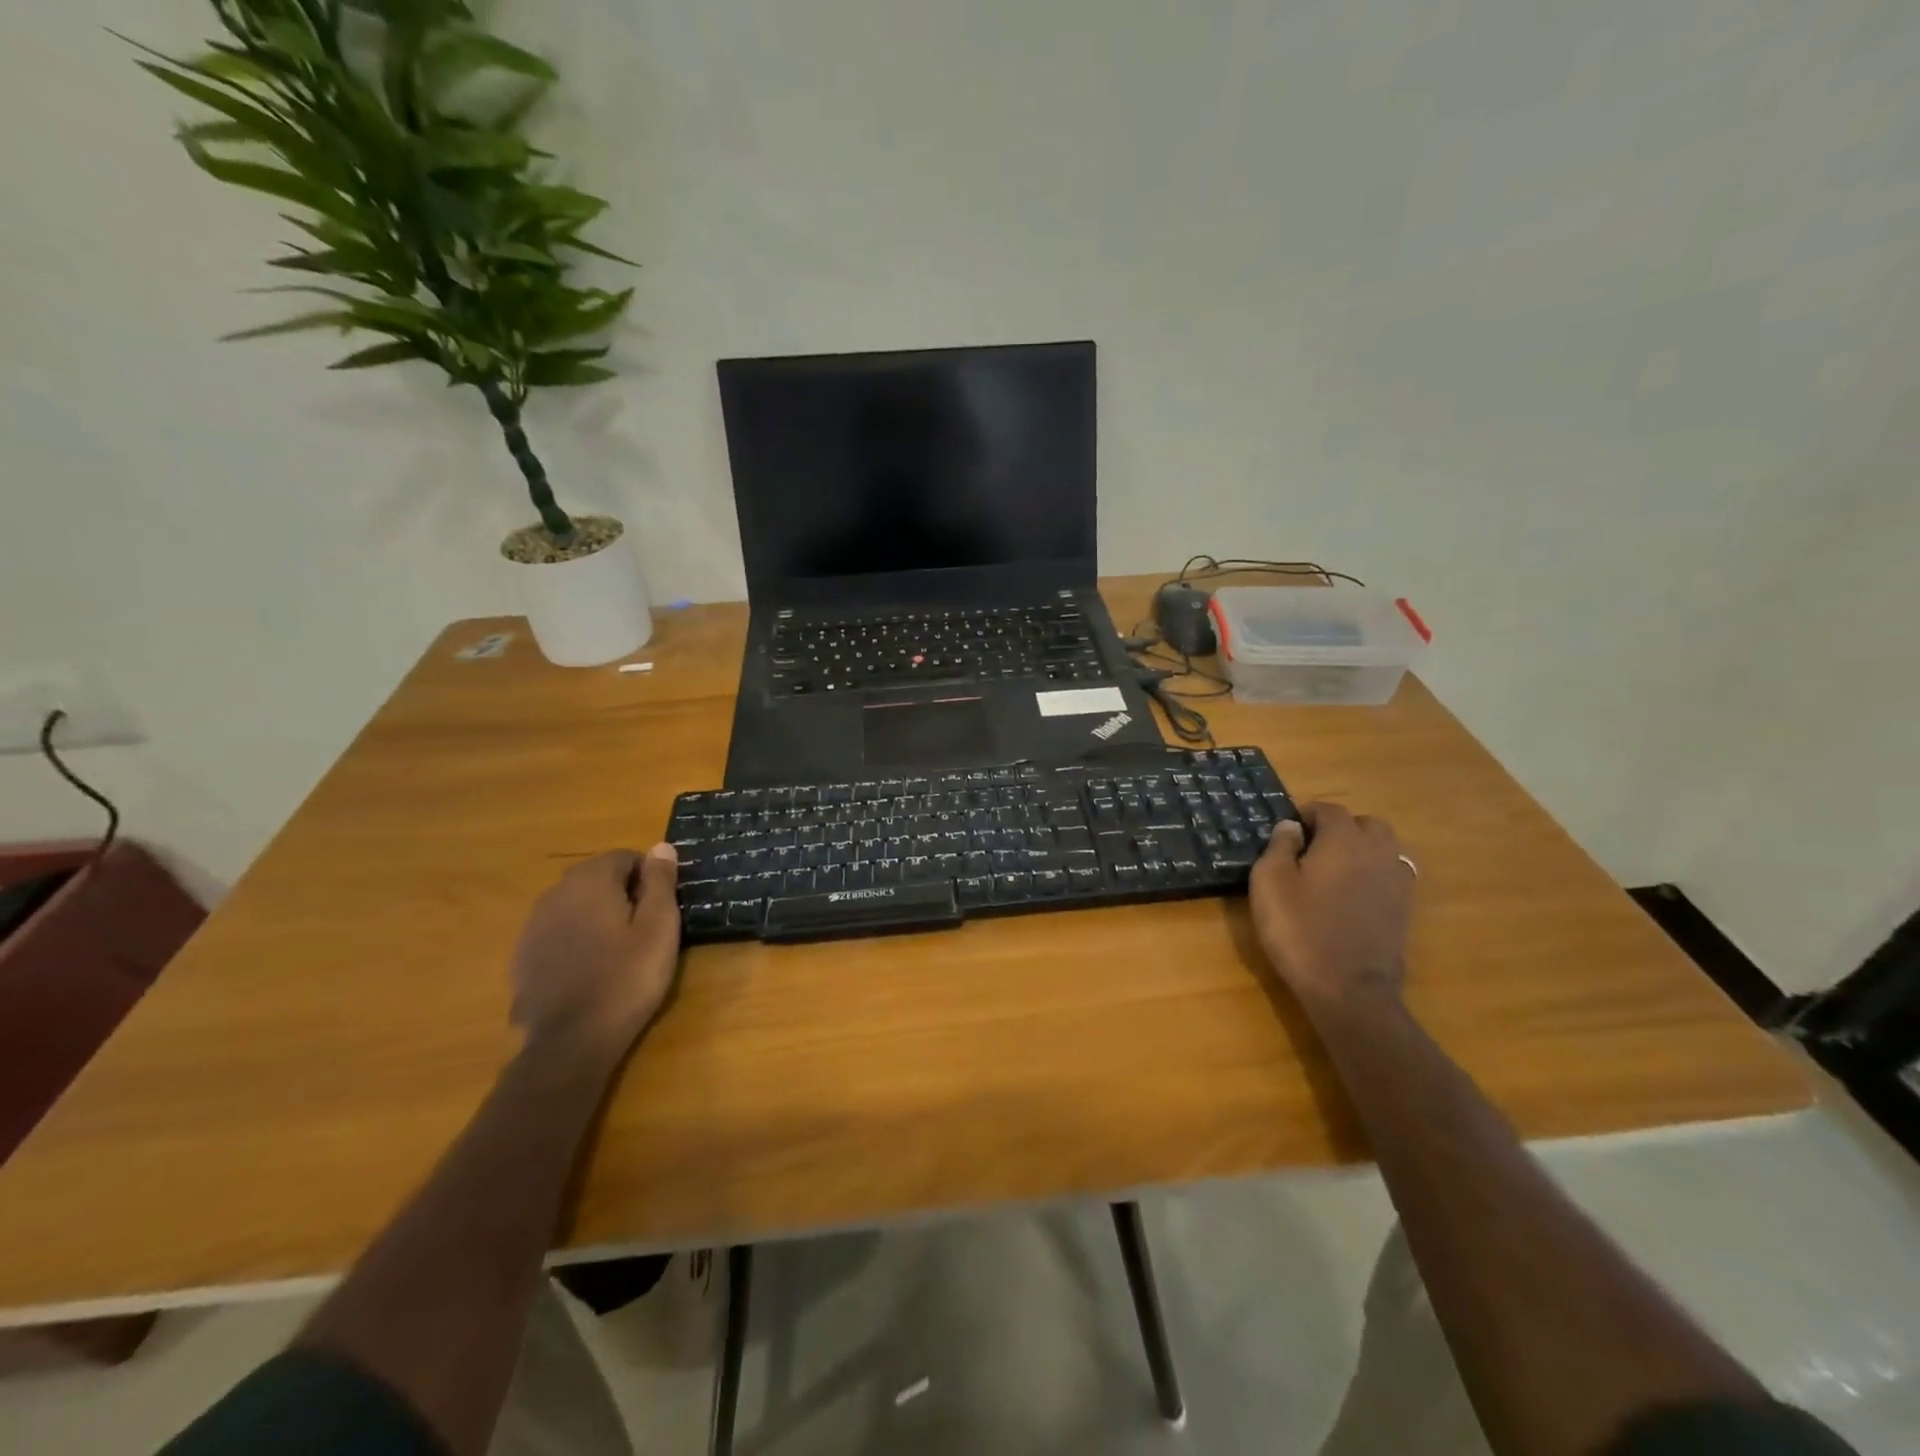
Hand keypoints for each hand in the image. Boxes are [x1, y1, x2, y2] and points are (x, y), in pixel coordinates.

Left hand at [509, 845, 682, 1057]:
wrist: (570, 1042)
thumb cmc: (626, 978)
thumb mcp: (659, 927)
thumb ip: (661, 882)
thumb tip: (661, 847)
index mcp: (590, 880)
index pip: (625, 857)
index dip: (649, 876)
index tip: (662, 907)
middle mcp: (556, 893)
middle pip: (597, 878)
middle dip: (623, 894)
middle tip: (646, 930)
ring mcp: (534, 925)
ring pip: (576, 905)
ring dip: (598, 916)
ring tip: (619, 951)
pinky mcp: (523, 956)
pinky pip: (558, 933)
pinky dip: (576, 940)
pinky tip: (591, 969)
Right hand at [1247, 803, 1414, 1010]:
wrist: (1349, 988)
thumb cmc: (1300, 929)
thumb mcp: (1270, 883)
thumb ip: (1279, 846)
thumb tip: (1291, 826)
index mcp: (1343, 839)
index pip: (1329, 809)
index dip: (1307, 813)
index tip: (1288, 830)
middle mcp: (1377, 851)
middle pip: (1365, 824)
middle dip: (1341, 827)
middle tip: (1312, 847)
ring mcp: (1397, 880)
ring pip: (1385, 847)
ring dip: (1362, 849)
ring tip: (1335, 869)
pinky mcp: (1405, 908)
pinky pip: (1392, 874)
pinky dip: (1374, 873)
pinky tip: (1353, 893)